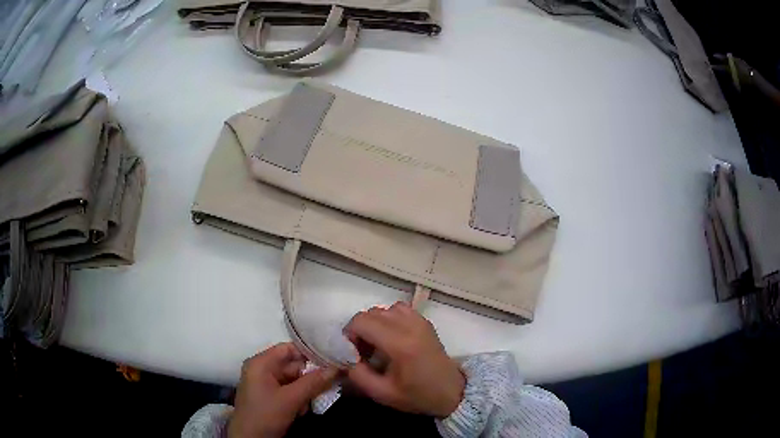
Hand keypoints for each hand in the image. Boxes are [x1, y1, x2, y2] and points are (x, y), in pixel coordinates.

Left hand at [228, 343, 337, 437]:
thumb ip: (313, 383)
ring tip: (310, 403)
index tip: (331, 360)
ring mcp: (265, 384)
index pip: (288, 349)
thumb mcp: (291, 399)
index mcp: (261, 363)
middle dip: (310, 378)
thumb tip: (335, 368)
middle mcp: (262, 369)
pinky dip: (299, 399)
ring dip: (305, 391)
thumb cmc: (265, 414)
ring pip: (294, 380)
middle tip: (328, 386)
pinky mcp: (269, 397)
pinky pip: (289, 391)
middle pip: (293, 366)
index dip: (309, 353)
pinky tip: (301, 410)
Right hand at [343, 302, 464, 417]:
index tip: (352, 352)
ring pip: (384, 309)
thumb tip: (345, 357)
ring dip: (374, 324)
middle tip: (362, 351)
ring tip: (376, 344)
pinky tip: (391, 337)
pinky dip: (389, 319)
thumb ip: (357, 374)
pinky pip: (399, 310)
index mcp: (399, 344)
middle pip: (371, 313)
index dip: (349, 334)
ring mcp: (419, 321)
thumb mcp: (381, 393)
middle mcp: (409, 325)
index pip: (361, 322)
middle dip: (359, 330)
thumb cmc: (417, 395)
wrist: (451, 392)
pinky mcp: (425, 322)